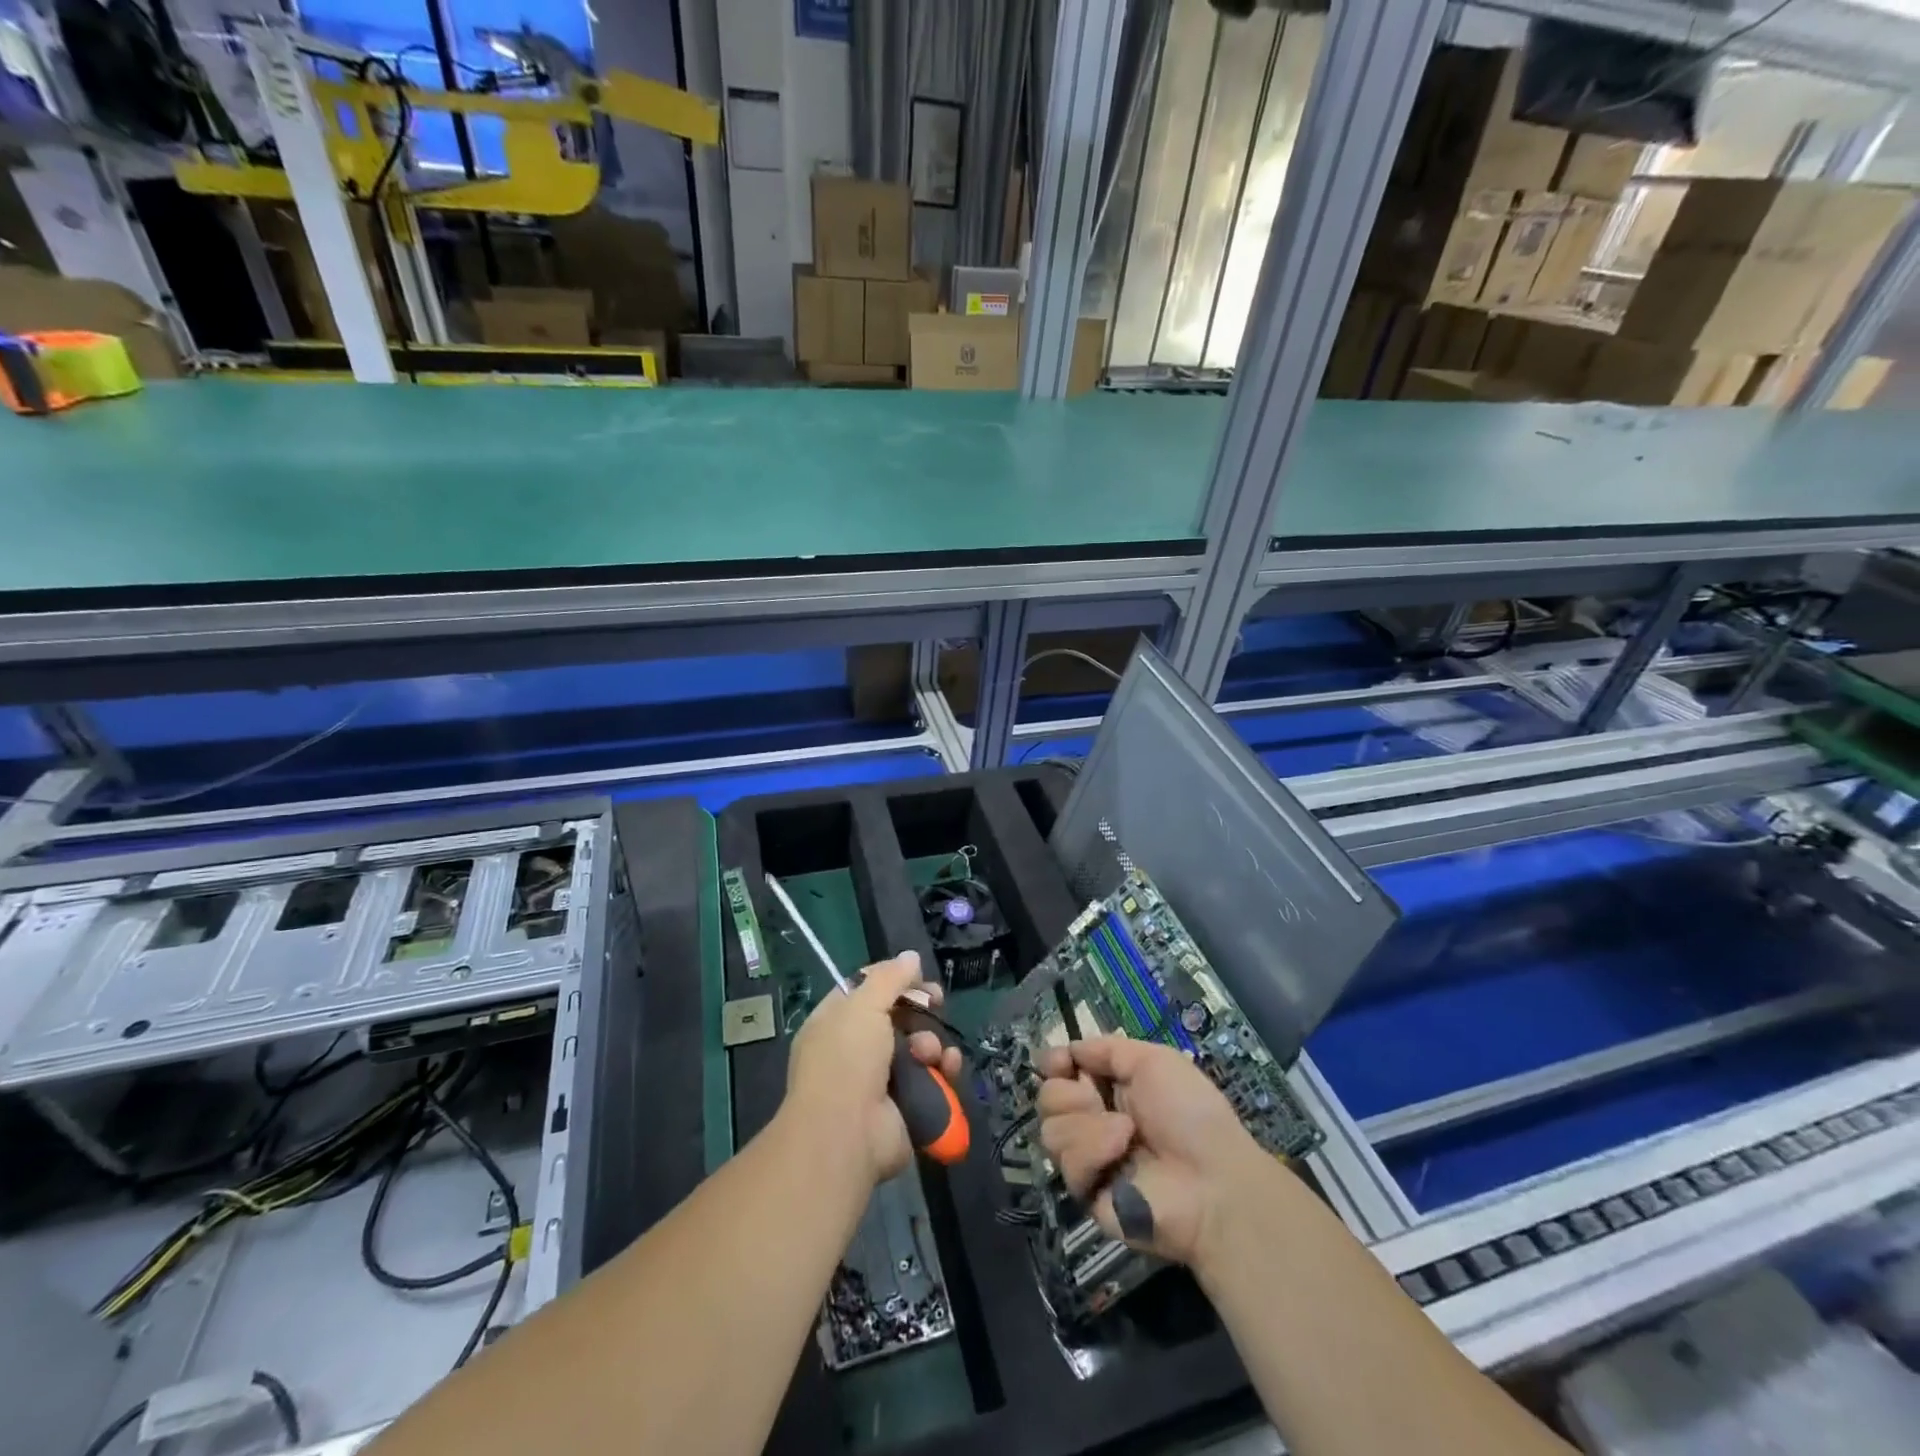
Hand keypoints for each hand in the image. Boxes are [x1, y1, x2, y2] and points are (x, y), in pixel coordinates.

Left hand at [784, 951, 964, 1186]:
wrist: (846, 1134)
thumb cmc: (847, 1059)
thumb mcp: (864, 1005)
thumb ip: (889, 977)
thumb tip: (911, 957)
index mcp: (835, 1022)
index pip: (866, 990)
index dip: (894, 980)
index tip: (918, 977)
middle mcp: (856, 1049)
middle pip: (898, 1017)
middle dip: (920, 1010)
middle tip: (937, 1003)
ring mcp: (881, 1081)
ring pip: (919, 1048)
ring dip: (932, 1043)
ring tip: (929, 1052)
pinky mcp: (905, 1106)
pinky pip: (931, 1079)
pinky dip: (943, 1071)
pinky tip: (948, 1068)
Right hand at [1036, 1037, 1269, 1269]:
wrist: (1212, 1182)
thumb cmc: (1190, 1112)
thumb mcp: (1154, 1060)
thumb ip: (1107, 1049)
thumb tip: (1071, 1049)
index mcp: (1110, 1087)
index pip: (1059, 1070)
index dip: (1053, 1063)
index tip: (1060, 1062)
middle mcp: (1094, 1120)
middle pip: (1046, 1098)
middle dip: (1067, 1094)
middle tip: (1096, 1099)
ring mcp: (1090, 1159)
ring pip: (1050, 1131)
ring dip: (1085, 1124)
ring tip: (1123, 1131)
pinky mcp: (1088, 1194)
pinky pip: (1068, 1165)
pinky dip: (1093, 1152)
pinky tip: (1121, 1153)